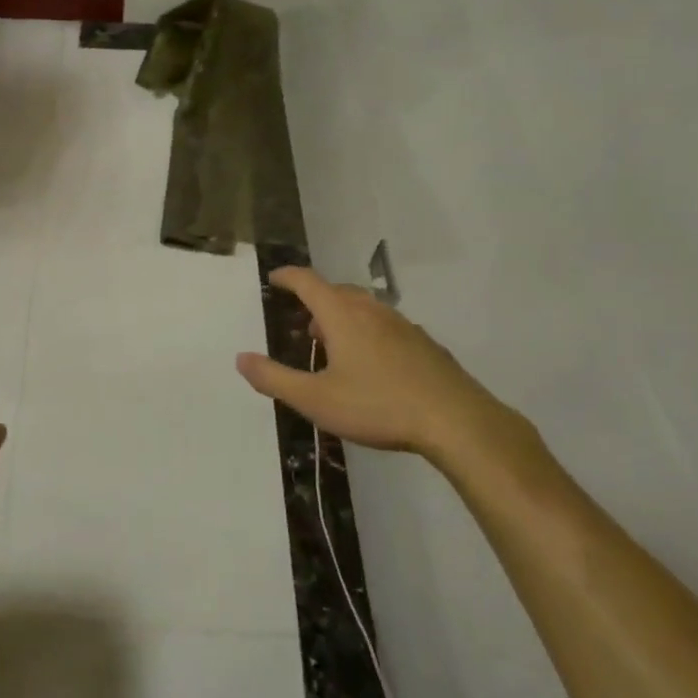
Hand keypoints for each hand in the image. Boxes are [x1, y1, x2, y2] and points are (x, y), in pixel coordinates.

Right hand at [235, 267, 518, 464]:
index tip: (274, 278)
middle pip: (337, 291)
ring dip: (343, 315)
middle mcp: (372, 311)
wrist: (456, 421)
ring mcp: (403, 325)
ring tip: (333, 342)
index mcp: (342, 316)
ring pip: (365, 307)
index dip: (288, 276)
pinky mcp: (424, 344)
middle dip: (315, 299)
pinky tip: (372, 362)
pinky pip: (386, 325)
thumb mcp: (315, 400)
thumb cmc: (378, 406)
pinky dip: (369, 331)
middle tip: (302, 320)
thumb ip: (274, 378)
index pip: (308, 282)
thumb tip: (241, 359)